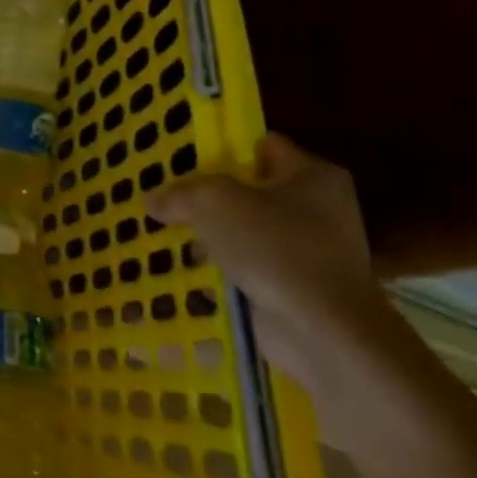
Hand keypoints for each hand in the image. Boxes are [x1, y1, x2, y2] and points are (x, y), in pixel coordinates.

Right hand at [145, 134, 394, 416]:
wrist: (323, 333)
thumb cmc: (275, 248)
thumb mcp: (213, 201)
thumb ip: (178, 193)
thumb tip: (153, 201)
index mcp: (311, 175)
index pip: (258, 145)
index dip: (218, 147)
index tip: (178, 156)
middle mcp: (316, 207)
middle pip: (245, 188)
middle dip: (204, 195)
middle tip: (162, 194)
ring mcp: (307, 250)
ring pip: (241, 229)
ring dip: (206, 233)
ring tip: (160, 230)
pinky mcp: (293, 285)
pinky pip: (245, 265)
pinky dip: (217, 266)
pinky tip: (181, 266)